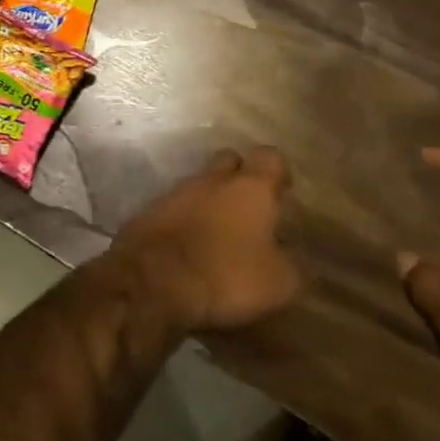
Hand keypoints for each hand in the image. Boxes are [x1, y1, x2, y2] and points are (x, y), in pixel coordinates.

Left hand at [114, 147, 302, 333]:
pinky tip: (191, 246)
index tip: (282, 193)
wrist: (154, 279)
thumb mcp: (279, 282)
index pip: (270, 157)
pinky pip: (176, 207)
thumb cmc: (226, 275)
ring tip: (220, 234)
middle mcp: (213, 179)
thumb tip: (284, 253)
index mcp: (250, 187)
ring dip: (211, 201)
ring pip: (200, 184)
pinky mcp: (151, 210)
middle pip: (229, 161)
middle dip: (240, 177)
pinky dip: (186, 220)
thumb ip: (288, 262)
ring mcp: (177, 191)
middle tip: (250, 209)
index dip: (278, 172)